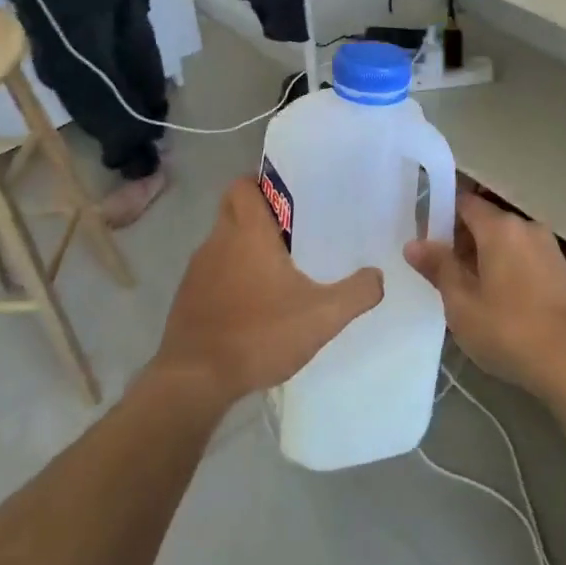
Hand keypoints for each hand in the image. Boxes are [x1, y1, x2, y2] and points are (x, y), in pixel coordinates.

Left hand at [152, 178, 383, 408]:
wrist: (195, 380)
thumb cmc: (259, 334)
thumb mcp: (321, 316)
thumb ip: (356, 293)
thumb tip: (377, 276)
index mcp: (247, 232)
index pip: (243, 185)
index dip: (262, 184)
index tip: (289, 197)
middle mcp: (218, 241)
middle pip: (233, 209)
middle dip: (258, 214)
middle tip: (292, 231)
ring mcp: (198, 270)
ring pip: (223, 242)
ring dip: (245, 248)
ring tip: (278, 270)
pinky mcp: (188, 298)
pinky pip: (213, 273)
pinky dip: (231, 278)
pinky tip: (254, 305)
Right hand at [405, 193, 565, 410]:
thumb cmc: (510, 331)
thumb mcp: (462, 304)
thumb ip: (439, 268)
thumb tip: (414, 244)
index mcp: (500, 228)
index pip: (464, 202)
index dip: (440, 214)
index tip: (423, 237)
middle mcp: (527, 228)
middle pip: (486, 221)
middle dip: (461, 240)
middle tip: (439, 270)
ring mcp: (550, 249)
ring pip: (506, 242)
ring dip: (484, 257)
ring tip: (466, 290)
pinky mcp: (563, 273)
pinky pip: (525, 258)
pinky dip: (507, 269)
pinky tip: (497, 301)